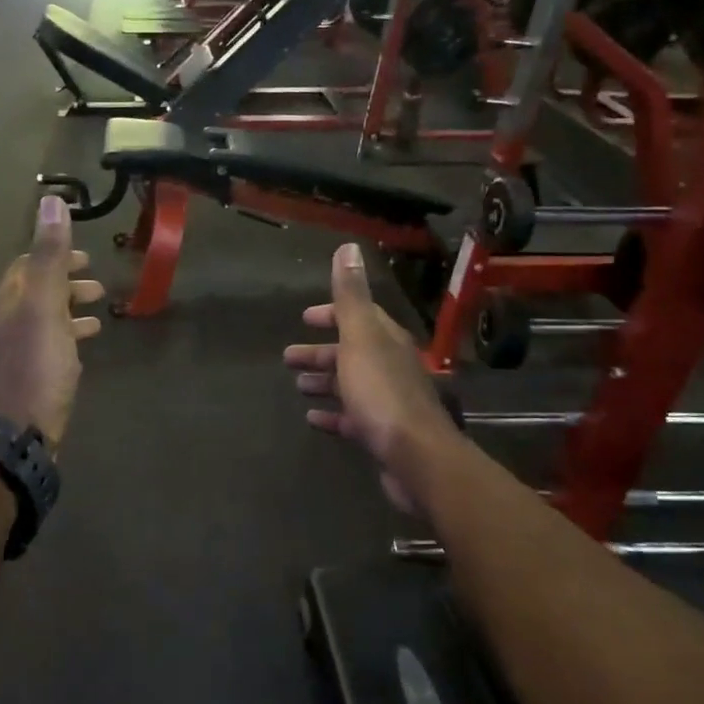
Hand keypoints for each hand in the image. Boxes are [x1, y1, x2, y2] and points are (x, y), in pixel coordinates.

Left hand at [0, 196, 104, 447]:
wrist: (17, 432)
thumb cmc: (35, 365)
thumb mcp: (45, 305)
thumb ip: (49, 255)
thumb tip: (51, 201)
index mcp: (7, 299)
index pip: (27, 264)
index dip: (56, 255)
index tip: (85, 256)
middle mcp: (5, 321)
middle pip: (36, 291)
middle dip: (66, 282)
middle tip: (97, 285)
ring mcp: (14, 351)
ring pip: (44, 318)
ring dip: (70, 308)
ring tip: (99, 311)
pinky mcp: (26, 376)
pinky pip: (48, 344)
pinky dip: (68, 334)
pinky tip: (85, 344)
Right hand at [285, 243, 456, 512]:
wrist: (415, 456)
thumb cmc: (381, 392)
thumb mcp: (360, 337)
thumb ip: (351, 296)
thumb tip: (348, 248)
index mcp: (386, 340)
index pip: (359, 317)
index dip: (332, 314)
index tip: (306, 318)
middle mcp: (390, 366)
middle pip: (351, 352)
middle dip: (321, 351)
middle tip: (289, 357)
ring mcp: (387, 400)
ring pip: (350, 384)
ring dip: (324, 381)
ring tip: (298, 386)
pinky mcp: (382, 432)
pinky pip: (351, 417)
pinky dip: (332, 414)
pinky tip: (313, 419)